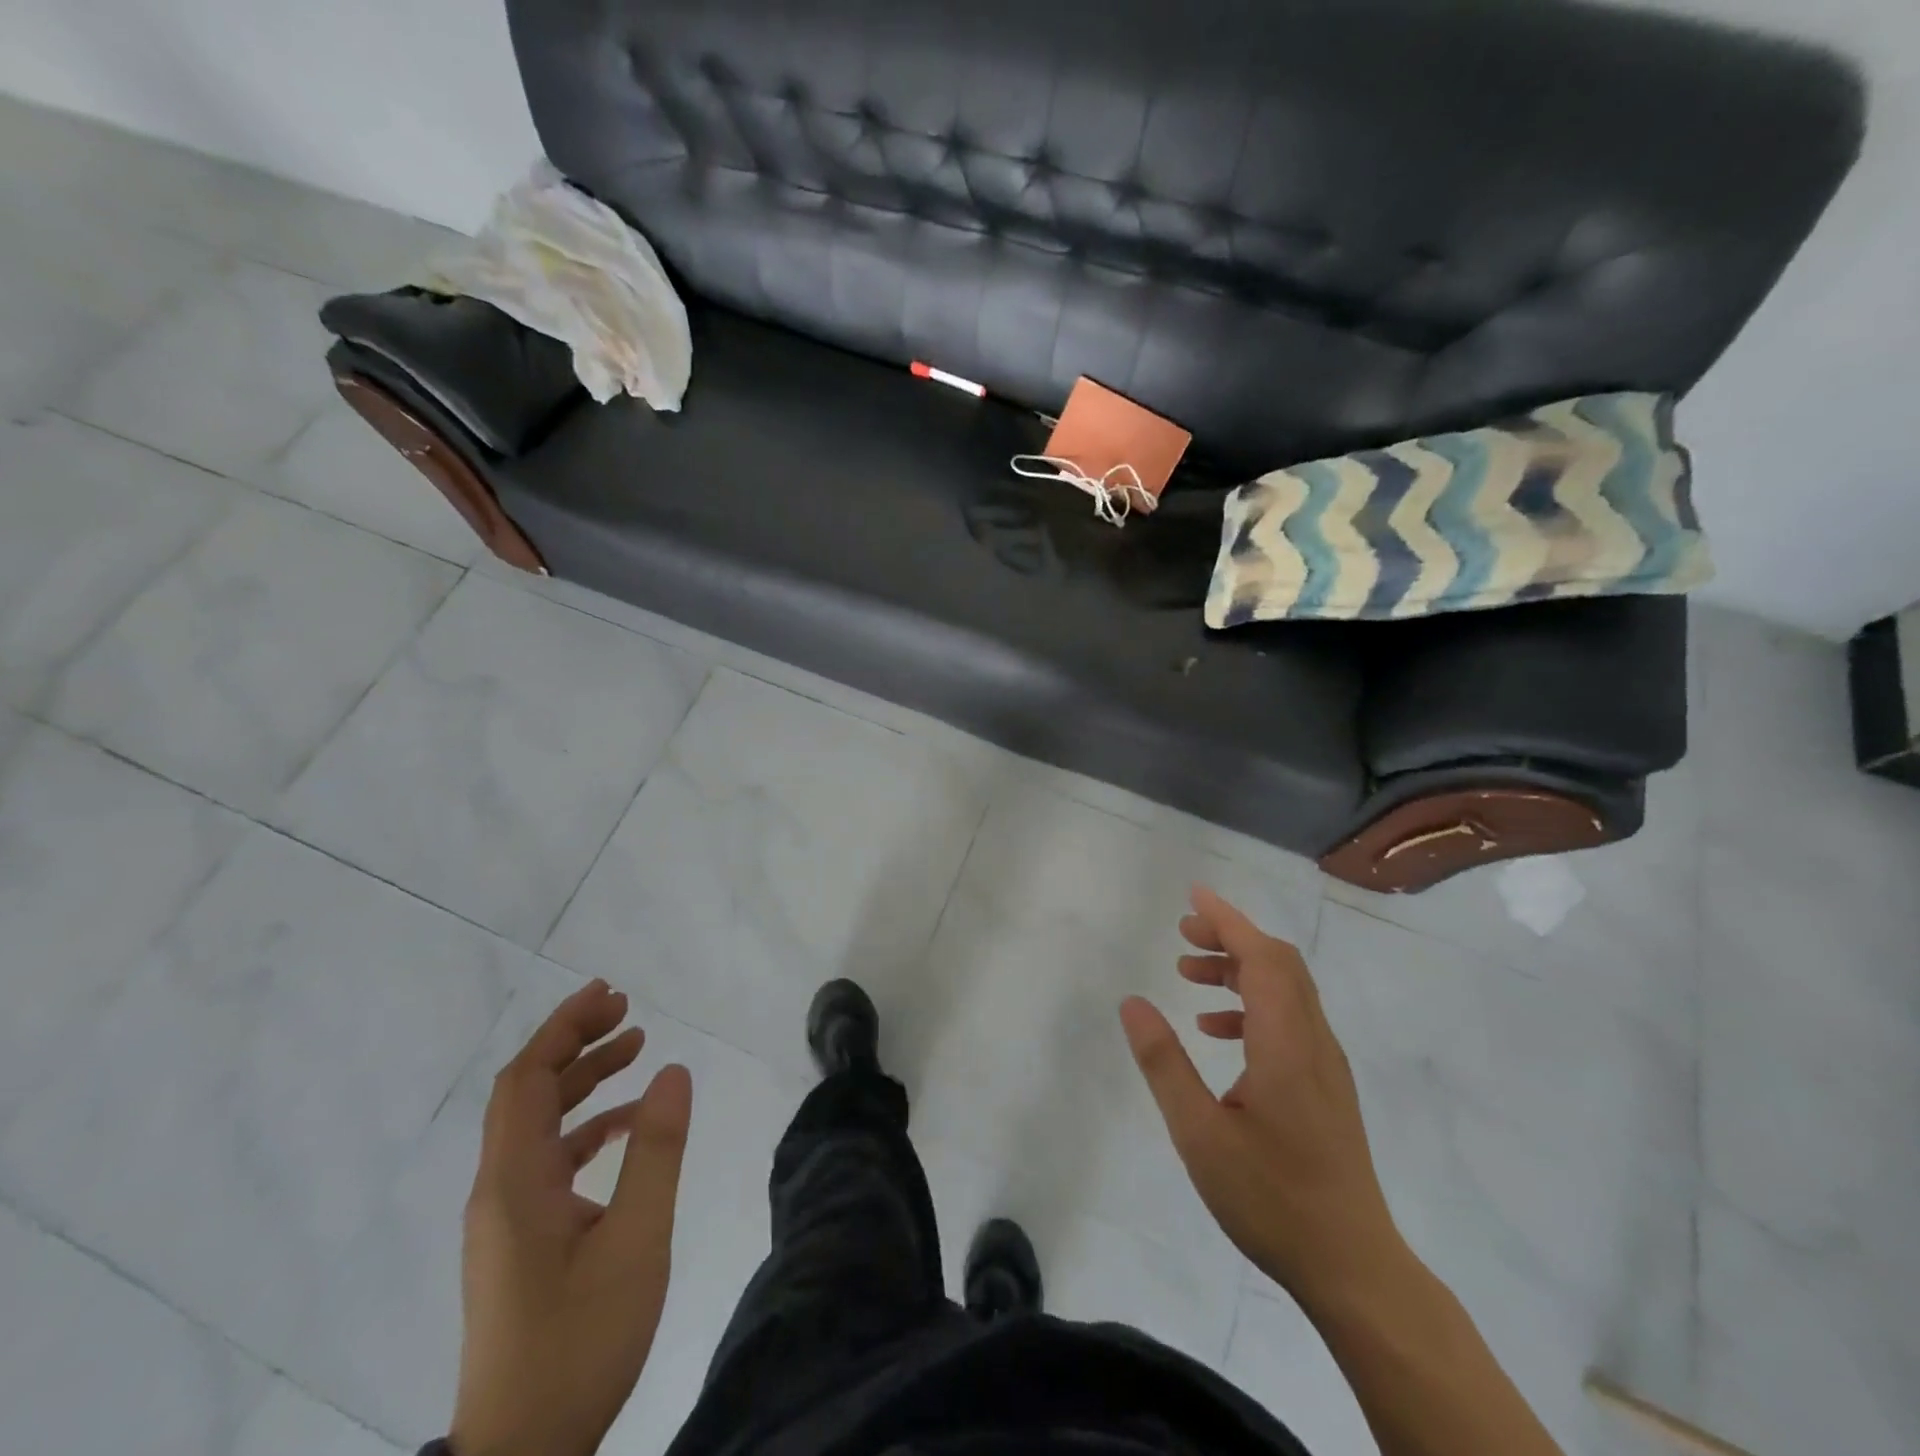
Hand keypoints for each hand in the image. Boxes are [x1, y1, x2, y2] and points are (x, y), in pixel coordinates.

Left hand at [451, 979, 692, 1455]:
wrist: (522, 1454)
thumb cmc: (579, 1342)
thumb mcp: (636, 1240)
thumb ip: (655, 1151)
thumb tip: (673, 1070)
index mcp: (515, 1181)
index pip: (528, 1078)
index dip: (564, 1027)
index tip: (610, 993)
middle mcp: (499, 1189)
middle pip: (527, 1092)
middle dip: (574, 1042)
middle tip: (628, 1010)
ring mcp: (506, 1218)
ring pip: (538, 1124)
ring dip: (581, 1081)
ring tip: (635, 1049)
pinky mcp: (520, 1241)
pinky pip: (548, 1159)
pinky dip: (585, 1127)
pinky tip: (626, 1127)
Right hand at [1120, 887, 1401, 1309]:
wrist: (1354, 1267)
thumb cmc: (1271, 1198)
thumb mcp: (1199, 1133)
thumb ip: (1164, 1063)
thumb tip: (1132, 1003)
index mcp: (1286, 1043)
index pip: (1262, 957)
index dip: (1228, 920)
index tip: (1194, 896)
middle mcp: (1313, 1041)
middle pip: (1279, 964)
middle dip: (1231, 938)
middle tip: (1182, 936)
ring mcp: (1325, 1064)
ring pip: (1286, 990)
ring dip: (1239, 970)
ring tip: (1189, 976)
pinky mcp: (1325, 1085)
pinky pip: (1289, 1019)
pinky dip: (1252, 1005)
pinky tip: (1216, 1031)